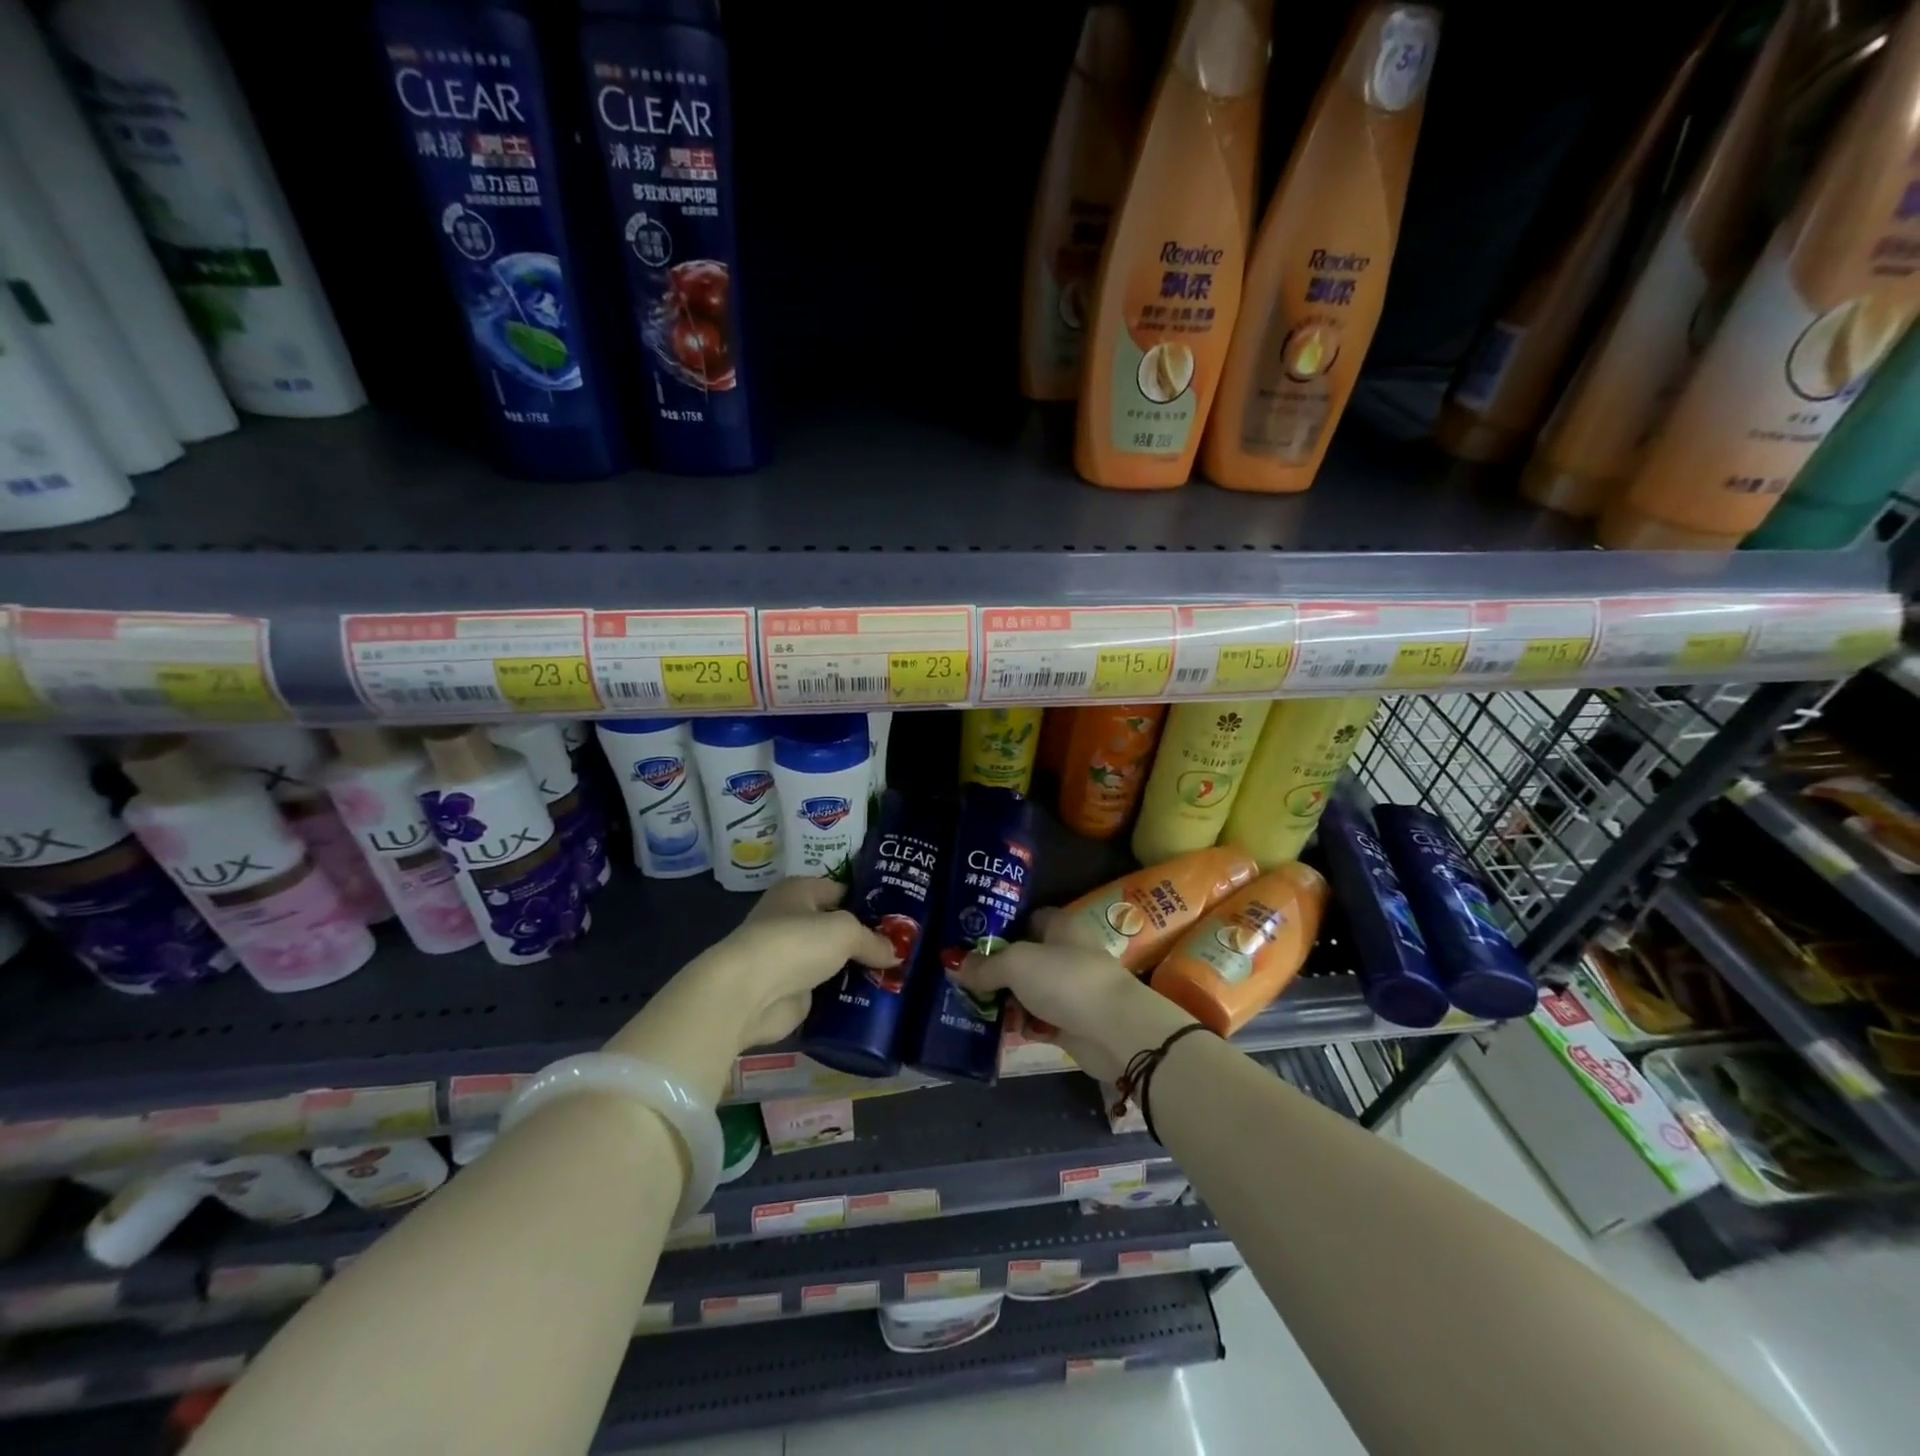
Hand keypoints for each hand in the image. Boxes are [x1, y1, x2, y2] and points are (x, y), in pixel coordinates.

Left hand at [605, 878, 895, 1105]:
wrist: (748, 993)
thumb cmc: (795, 943)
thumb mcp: (845, 931)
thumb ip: (872, 940)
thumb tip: (895, 954)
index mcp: (799, 891)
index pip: (843, 891)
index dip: (870, 904)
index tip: (900, 920)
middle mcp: (791, 919)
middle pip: (838, 927)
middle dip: (866, 940)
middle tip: (903, 950)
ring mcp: (789, 957)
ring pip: (833, 960)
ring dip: (856, 969)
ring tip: (895, 977)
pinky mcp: (790, 991)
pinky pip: (826, 989)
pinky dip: (844, 995)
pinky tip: (873, 1000)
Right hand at [956, 911, 1194, 1082]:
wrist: (1115, 1031)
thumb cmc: (1066, 981)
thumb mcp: (1016, 965)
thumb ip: (985, 966)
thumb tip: (953, 964)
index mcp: (1061, 926)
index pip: (1027, 919)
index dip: (1000, 929)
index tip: (970, 943)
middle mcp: (1067, 952)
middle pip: (1024, 958)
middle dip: (996, 971)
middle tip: (965, 982)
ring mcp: (1071, 988)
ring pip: (1029, 991)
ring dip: (1006, 1001)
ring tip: (976, 1009)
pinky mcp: (1072, 1021)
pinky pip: (1038, 1019)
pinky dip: (1023, 1024)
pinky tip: (1002, 1030)